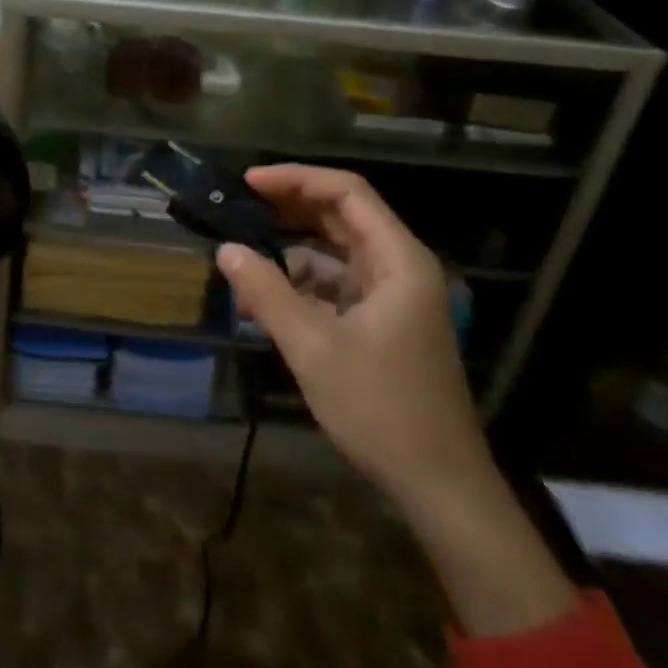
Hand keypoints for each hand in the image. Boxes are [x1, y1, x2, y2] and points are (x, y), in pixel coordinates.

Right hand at [217, 164, 487, 505]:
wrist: (441, 488)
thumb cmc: (381, 409)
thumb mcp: (313, 348)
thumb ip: (267, 292)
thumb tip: (226, 249)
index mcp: (399, 261)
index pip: (347, 193)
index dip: (296, 179)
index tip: (249, 182)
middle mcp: (401, 269)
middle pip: (343, 216)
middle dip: (291, 207)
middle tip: (240, 205)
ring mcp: (395, 298)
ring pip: (338, 252)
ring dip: (293, 249)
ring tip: (244, 253)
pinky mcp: (385, 325)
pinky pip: (339, 286)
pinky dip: (303, 284)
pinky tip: (266, 297)